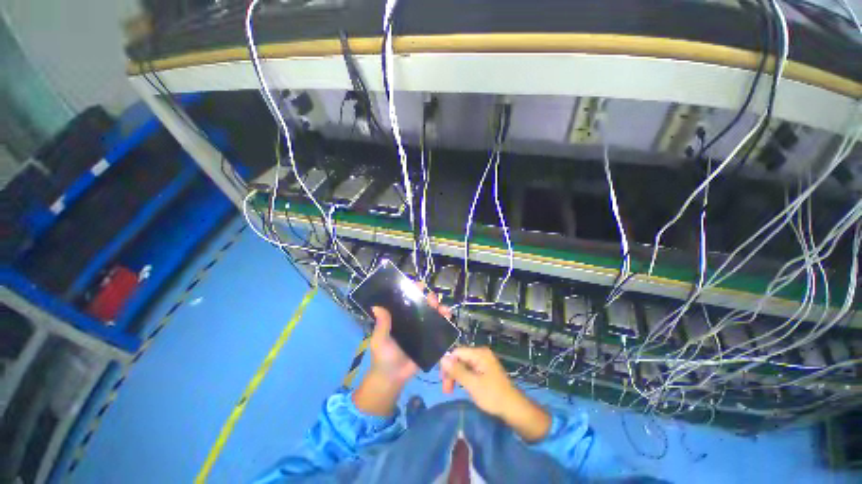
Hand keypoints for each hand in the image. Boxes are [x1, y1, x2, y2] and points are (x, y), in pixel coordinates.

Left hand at [353, 284, 449, 416]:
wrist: (392, 378)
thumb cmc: (383, 356)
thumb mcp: (379, 339)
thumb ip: (381, 324)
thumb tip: (377, 306)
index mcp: (399, 316)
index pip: (407, 299)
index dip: (413, 290)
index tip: (419, 285)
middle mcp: (412, 320)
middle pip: (423, 304)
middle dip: (429, 298)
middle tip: (432, 298)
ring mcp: (422, 329)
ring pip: (433, 314)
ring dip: (440, 307)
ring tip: (443, 308)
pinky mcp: (430, 339)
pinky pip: (439, 328)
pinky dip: (445, 320)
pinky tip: (448, 317)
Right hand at [440, 347, 550, 441]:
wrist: (514, 409)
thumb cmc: (493, 396)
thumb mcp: (472, 384)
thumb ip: (457, 371)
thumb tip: (442, 359)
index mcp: (479, 353)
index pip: (456, 352)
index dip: (447, 365)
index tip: (442, 381)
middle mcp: (481, 354)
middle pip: (459, 358)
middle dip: (451, 372)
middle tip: (446, 390)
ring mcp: (483, 362)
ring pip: (463, 365)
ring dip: (456, 376)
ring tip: (451, 391)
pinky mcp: (485, 370)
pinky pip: (469, 370)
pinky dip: (463, 378)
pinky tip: (461, 387)